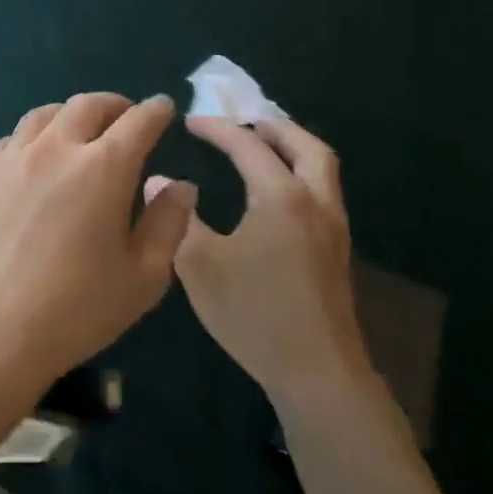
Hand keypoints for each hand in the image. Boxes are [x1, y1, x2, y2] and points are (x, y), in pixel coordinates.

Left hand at [0, 93, 196, 418]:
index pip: (137, 122)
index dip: (155, 111)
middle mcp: (55, 149)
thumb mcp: (144, 276)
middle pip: (87, 105)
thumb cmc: (77, 310)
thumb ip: (168, 223)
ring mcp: (11, 158)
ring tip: (80, 132)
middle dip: (115, 105)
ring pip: (44, 114)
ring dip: (70, 115)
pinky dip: (33, 138)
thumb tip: (180, 185)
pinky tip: (36, 158)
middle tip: (126, 117)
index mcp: (103, 169)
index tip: (163, 109)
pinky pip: (12, 139)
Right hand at [149, 117, 371, 410]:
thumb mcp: (199, 264)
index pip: (248, 147)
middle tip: (242, 123)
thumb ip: (178, 217)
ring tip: (259, 149)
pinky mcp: (336, 252)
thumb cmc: (253, 312)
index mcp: (281, 198)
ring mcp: (333, 229)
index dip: (217, 129)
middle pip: (307, 146)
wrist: (316, 371)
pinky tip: (272, 195)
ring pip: (321, 170)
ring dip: (292, 149)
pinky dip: (299, 174)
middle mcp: (315, 203)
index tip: (189, 122)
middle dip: (274, 127)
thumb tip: (157, 181)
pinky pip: (322, 192)